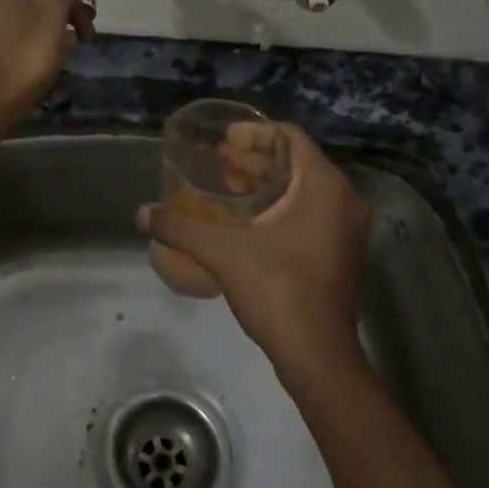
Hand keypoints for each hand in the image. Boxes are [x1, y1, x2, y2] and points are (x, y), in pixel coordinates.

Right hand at [138, 125, 372, 384]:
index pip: (290, 138)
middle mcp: (344, 199)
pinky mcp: (343, 251)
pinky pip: (312, 210)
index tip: (224, 139)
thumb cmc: (277, 291)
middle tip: (219, 160)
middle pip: (297, 161)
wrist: (317, 355)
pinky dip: (282, 204)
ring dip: (267, 181)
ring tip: (228, 184)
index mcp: (324, 187)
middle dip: (256, 158)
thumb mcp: (222, 253)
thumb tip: (140, 213)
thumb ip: (180, 227)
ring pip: (305, 187)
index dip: (254, 132)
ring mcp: (348, 228)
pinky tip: (249, 217)